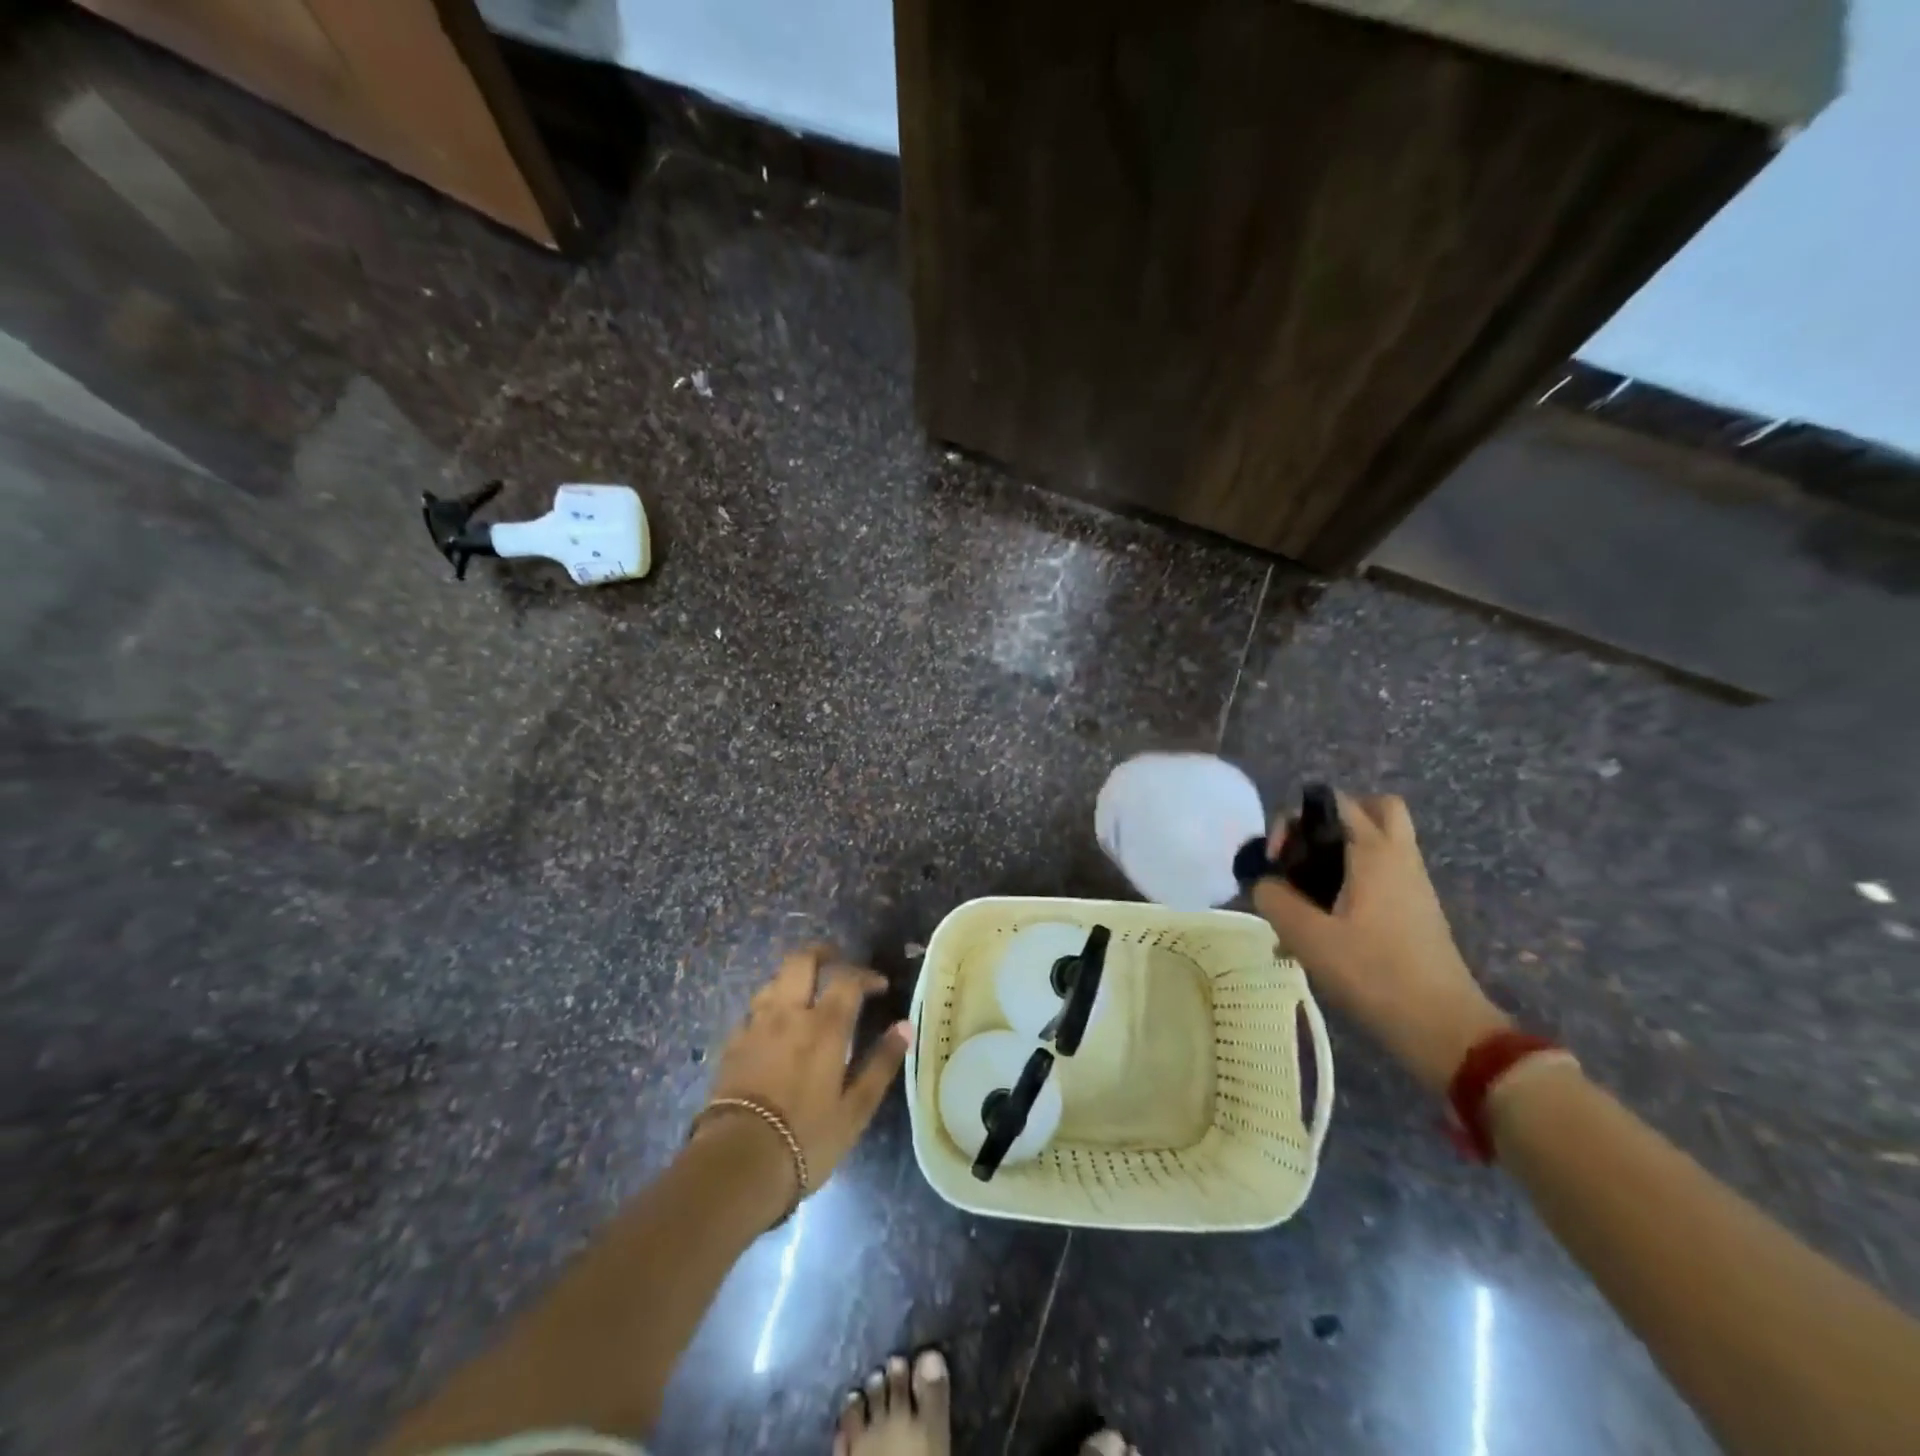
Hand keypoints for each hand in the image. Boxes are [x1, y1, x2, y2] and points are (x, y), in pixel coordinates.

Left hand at [700, 946, 910, 1199]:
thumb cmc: (806, 1138)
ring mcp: (755, 1026)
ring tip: (806, 993)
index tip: (879, 986)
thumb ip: (881, 1063)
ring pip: (774, 980)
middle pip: (801, 961)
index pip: (847, 979)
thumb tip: (904, 1027)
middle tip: (838, 962)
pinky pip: (753, 1010)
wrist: (737, 1163)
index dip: (866, 975)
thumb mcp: (855, 1109)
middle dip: (822, 954)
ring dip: (794, 978)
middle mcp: (788, 1014)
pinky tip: (774, 1026)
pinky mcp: (732, 1044)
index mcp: (824, 1026)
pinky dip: (769, 1007)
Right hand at [1253, 792, 1509, 1092]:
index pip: (1333, 801)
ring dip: (1343, 850)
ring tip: (1311, 887)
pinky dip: (1355, 877)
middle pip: (1374, 808)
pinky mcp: (1416, 910)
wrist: (1443, 1026)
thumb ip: (1274, 899)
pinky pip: (1383, 872)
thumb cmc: (1374, 973)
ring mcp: (1413, 884)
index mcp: (1374, 851)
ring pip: (1381, 842)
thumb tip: (1264, 883)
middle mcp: (1399, 856)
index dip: (1295, 821)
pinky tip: (1328, 919)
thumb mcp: (1307, 936)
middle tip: (1306, 852)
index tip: (1277, 861)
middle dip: (1334, 819)